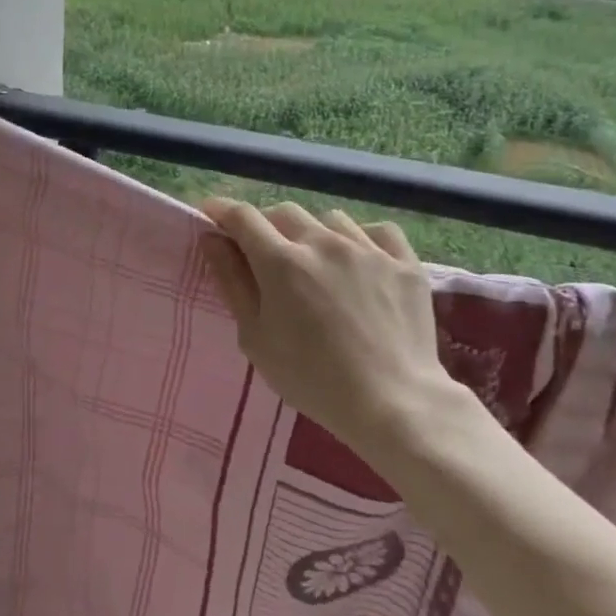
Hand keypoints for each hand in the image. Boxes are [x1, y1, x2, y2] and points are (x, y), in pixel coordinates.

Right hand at [200, 198, 471, 447]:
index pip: (243, 217)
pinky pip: (377, 231)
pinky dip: (361, 238)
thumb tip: (212, 239)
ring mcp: (368, 249)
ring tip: (316, 262)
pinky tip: (359, 261)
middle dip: (266, 224)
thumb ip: (232, 282)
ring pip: (330, 219)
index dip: (221, 210)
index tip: (211, 214)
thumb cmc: (312, 379)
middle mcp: (323, 243)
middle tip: (263, 252)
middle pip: (284, 212)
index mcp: (281, 262)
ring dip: (313, 232)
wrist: (393, 404)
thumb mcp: (255, 338)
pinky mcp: (404, 262)